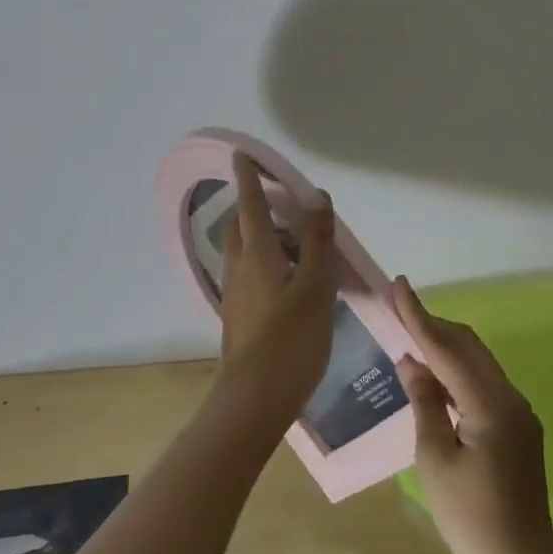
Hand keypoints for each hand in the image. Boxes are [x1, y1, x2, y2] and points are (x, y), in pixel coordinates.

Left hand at [214, 154, 337, 427]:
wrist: (255, 398)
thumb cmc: (290, 339)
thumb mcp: (314, 286)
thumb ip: (316, 241)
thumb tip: (316, 197)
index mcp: (256, 254)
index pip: (249, 204)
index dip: (248, 178)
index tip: (241, 155)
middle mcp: (239, 267)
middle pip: (242, 226)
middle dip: (254, 206)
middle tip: (279, 200)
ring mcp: (236, 293)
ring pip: (245, 252)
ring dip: (263, 236)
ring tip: (295, 239)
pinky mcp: (240, 315)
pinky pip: (251, 273)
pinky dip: (267, 261)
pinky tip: (290, 278)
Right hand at [394, 277, 552, 553]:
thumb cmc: (470, 517)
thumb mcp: (435, 459)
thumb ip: (425, 403)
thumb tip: (412, 362)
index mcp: (490, 404)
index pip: (447, 349)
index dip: (419, 316)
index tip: (399, 285)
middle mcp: (510, 398)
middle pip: (468, 347)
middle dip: (433, 325)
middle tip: (398, 310)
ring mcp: (519, 412)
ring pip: (478, 363)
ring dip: (445, 347)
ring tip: (410, 338)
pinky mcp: (519, 428)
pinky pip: (484, 384)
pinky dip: (457, 373)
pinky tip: (435, 378)